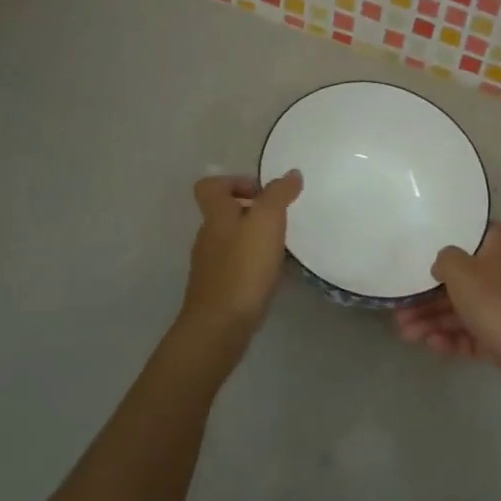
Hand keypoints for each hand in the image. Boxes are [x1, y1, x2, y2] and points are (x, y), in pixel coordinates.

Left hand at [173, 172, 302, 364]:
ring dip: (255, 239)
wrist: (221, 325)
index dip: (234, 182)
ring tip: (282, 247)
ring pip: (233, 240)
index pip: (210, 186)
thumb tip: (291, 174)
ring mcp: (211, 266)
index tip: (262, 193)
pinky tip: (274, 274)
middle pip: (224, 213)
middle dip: (252, 211)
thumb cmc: (243, 267)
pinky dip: (255, 264)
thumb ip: (279, 194)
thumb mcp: (266, 221)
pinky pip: (238, 266)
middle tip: (280, 220)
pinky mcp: (220, 290)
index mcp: (216, 216)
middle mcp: (208, 237)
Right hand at [392, 224, 500, 398]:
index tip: (423, 246)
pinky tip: (431, 346)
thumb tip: (442, 264)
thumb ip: (445, 260)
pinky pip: (471, 335)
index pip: (473, 234)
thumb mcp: (462, 272)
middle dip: (427, 294)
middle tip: (399, 308)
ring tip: (405, 334)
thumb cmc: (498, 304)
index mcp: (498, 249)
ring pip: (462, 310)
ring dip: (432, 320)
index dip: (450, 238)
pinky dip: (451, 339)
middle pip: (460, 279)